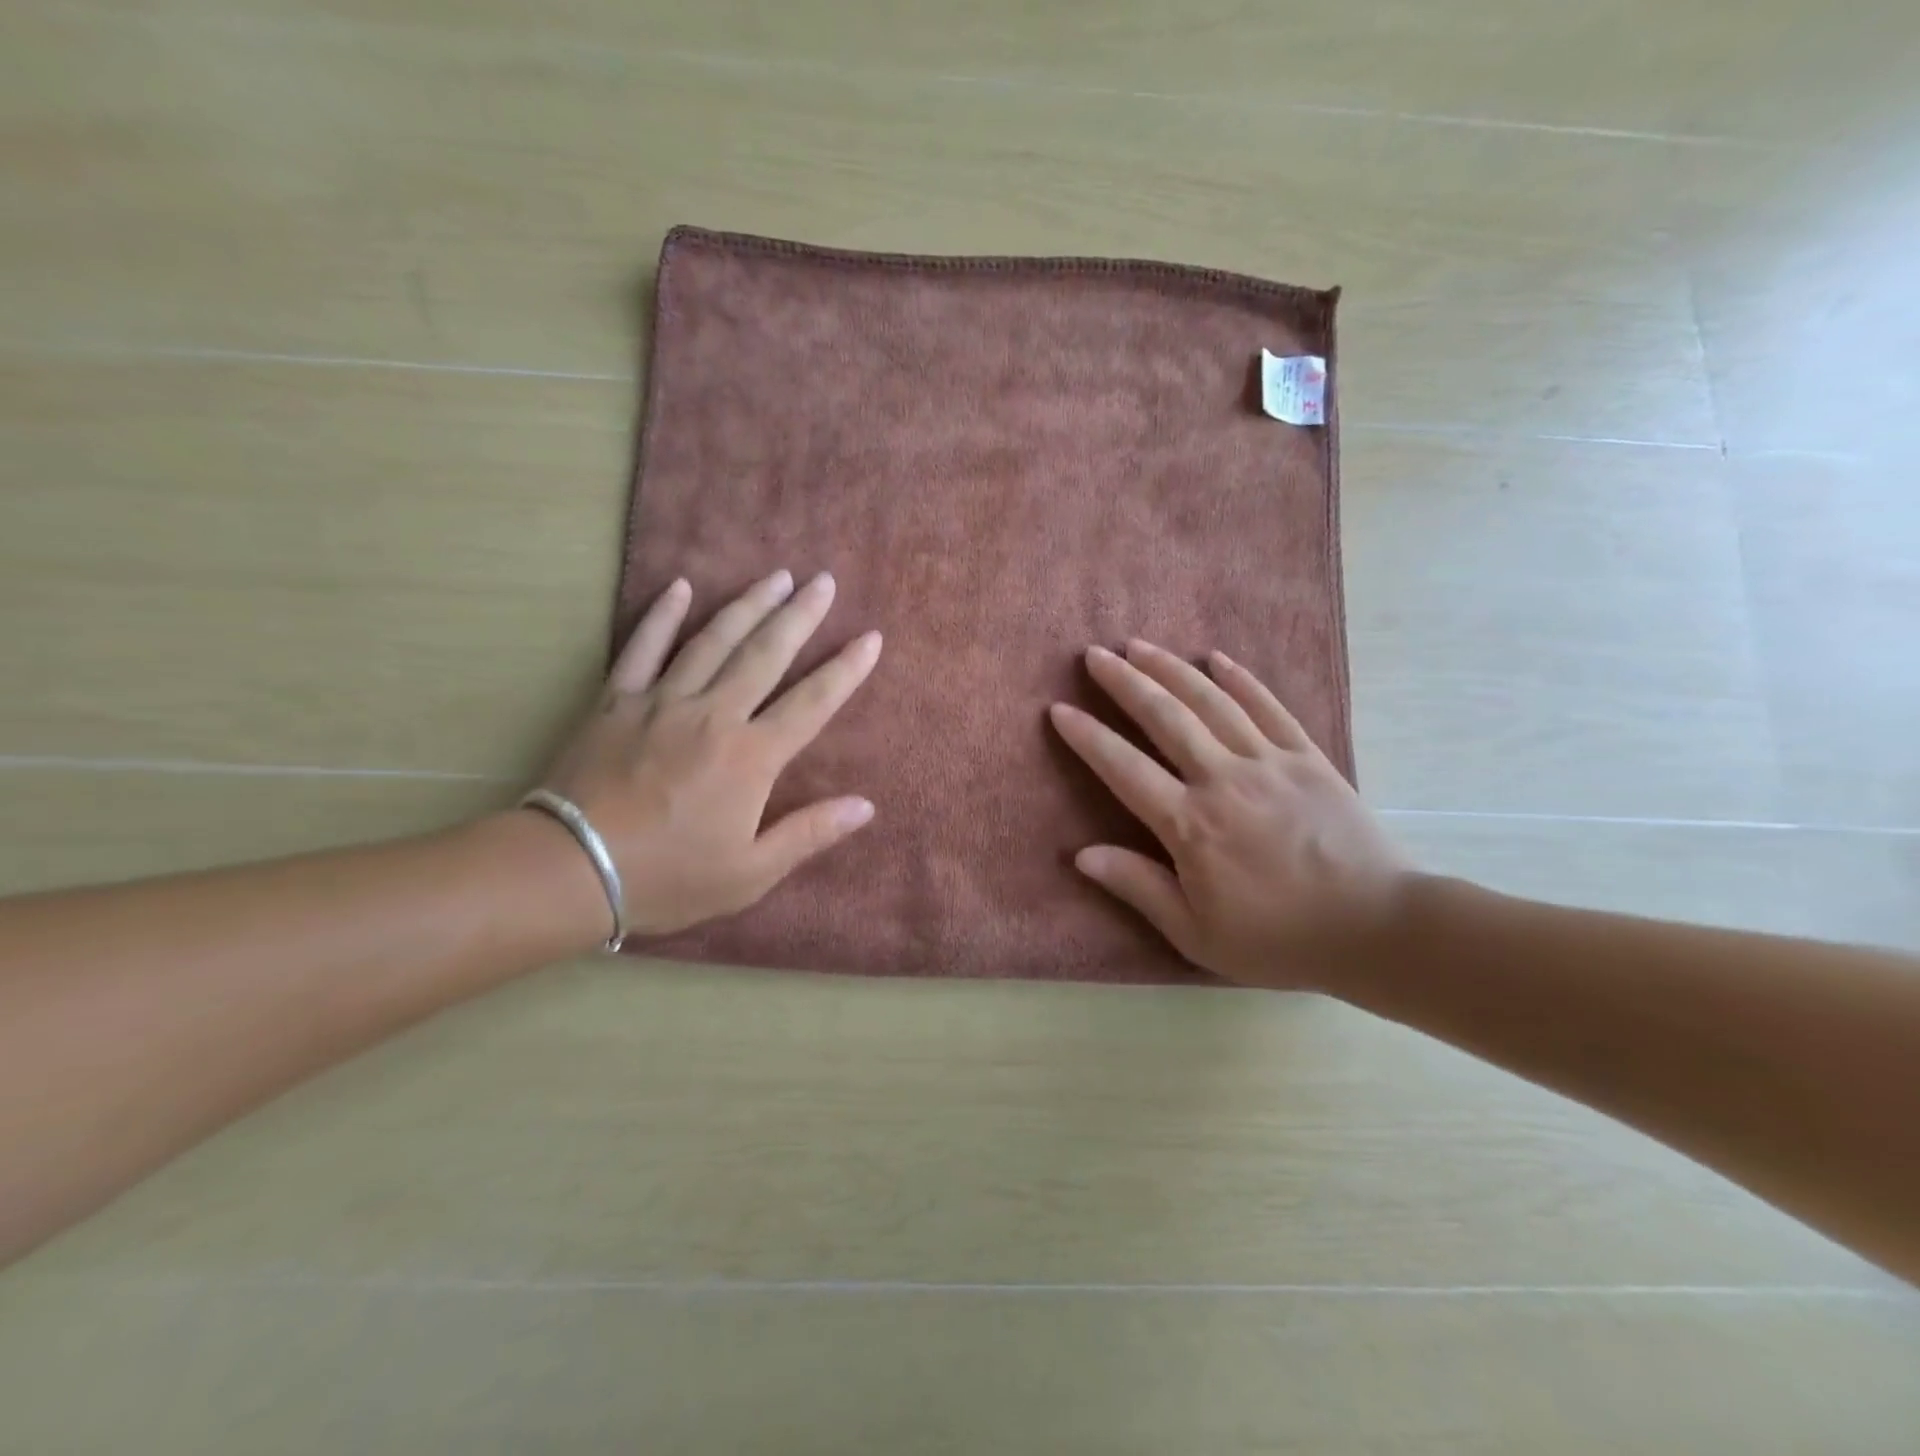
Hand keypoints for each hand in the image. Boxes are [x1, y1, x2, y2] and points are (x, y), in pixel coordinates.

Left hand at [536, 569, 881, 938]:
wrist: (571, 869)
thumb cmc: (669, 877)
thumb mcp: (750, 872)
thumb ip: (810, 834)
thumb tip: (866, 806)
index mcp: (752, 756)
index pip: (812, 702)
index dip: (846, 670)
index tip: (871, 637)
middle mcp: (715, 715)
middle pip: (766, 654)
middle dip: (800, 615)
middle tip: (824, 581)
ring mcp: (663, 701)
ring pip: (714, 640)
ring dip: (748, 604)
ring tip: (776, 575)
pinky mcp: (617, 701)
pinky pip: (643, 647)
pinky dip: (662, 615)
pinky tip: (681, 587)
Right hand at [1050, 641, 1409, 989]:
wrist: (1378, 929)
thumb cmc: (1278, 939)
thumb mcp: (1197, 933)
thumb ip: (1138, 887)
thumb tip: (1082, 855)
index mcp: (1190, 825)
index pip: (1124, 769)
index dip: (1088, 737)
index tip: (1059, 709)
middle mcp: (1223, 780)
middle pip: (1165, 718)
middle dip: (1124, 682)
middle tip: (1094, 654)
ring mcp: (1268, 761)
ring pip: (1210, 702)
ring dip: (1170, 669)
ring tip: (1139, 646)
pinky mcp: (1307, 757)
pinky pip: (1268, 706)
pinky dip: (1239, 679)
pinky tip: (1215, 657)